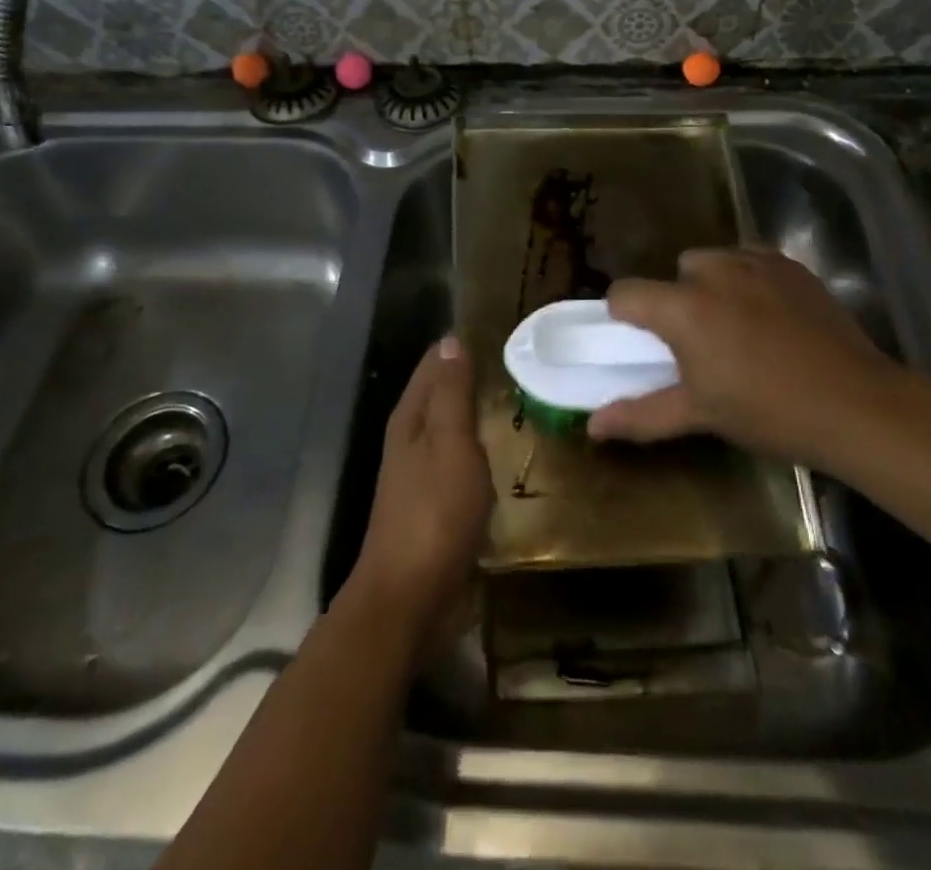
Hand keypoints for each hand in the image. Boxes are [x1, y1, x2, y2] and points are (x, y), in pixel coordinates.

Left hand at [347, 337, 492, 647]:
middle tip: (520, 364)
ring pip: (452, 430)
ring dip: (477, 416)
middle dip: (472, 378)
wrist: (410, 598)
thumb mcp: (450, 444)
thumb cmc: (434, 513)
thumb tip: (450, 340)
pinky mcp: (436, 506)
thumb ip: (452, 393)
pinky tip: (505, 455)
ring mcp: (421, 476)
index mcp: (410, 419)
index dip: (460, 347)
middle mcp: (411, 440)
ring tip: (519, 401)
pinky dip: (480, 451)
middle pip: (441, 395)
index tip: (499, 332)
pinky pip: (461, 464)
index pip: (433, 365)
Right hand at [588, 248, 904, 463]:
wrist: (855, 404)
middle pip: (674, 272)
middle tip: (701, 343)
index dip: (625, 315)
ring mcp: (755, 262)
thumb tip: (592, 427)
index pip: (625, 293)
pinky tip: (771, 315)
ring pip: (713, 261)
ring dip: (712, 285)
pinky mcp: (790, 264)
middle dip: (677, 300)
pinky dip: (748, 278)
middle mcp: (713, 272)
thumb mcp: (700, 414)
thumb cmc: (768, 412)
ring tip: (738, 326)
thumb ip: (641, 414)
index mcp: (683, 308)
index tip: (643, 342)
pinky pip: (750, 259)